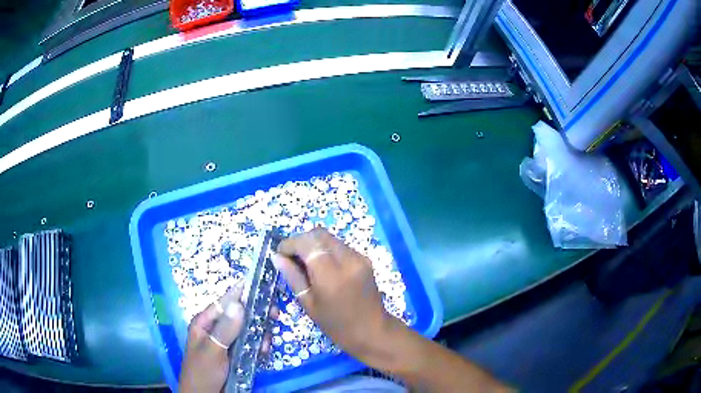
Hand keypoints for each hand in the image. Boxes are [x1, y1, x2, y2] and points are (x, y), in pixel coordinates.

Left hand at [179, 284, 274, 392]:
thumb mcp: (213, 350)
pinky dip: (259, 346)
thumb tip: (239, 303)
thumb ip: (226, 329)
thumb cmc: (203, 371)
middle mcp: (217, 329)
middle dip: (256, 315)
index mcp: (205, 323)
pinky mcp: (236, 355)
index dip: (241, 293)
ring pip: (247, 331)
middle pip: (239, 316)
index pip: (224, 302)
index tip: (262, 285)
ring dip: (260, 333)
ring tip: (268, 342)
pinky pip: (250, 345)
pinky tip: (265, 351)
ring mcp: (227, 343)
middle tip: (274, 315)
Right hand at [274, 228, 402, 364]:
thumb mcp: (309, 303)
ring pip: (330, 238)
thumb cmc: (336, 324)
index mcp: (331, 274)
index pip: (307, 243)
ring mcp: (359, 257)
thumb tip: (277, 257)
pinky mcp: (364, 259)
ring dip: (313, 244)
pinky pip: (340, 246)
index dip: (290, 244)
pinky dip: (326, 250)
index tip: (279, 253)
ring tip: (304, 262)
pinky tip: (321, 266)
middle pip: (319, 234)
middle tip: (291, 257)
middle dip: (301, 240)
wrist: (372, 331)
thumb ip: (293, 277)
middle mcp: (347, 259)